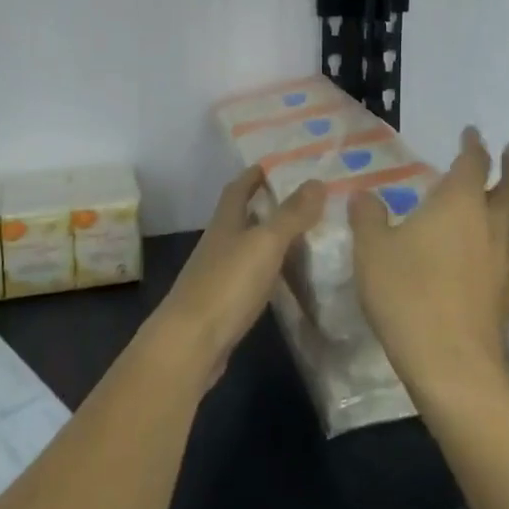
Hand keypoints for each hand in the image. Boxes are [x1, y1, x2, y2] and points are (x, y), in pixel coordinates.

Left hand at [148, 166, 323, 387]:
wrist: (191, 343)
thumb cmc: (227, 284)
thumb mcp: (265, 243)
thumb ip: (291, 214)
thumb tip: (316, 181)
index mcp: (225, 222)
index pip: (238, 188)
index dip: (254, 175)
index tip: (275, 164)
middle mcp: (219, 243)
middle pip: (241, 216)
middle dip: (265, 205)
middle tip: (301, 199)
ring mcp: (218, 275)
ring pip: (246, 247)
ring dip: (268, 239)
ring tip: (302, 235)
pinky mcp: (223, 305)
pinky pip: (248, 277)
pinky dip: (267, 271)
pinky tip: (284, 278)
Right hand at [349, 127, 508, 396]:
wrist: (448, 361)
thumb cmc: (406, 294)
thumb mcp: (371, 250)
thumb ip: (368, 217)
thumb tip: (364, 195)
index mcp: (458, 204)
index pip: (473, 163)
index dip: (474, 146)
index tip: (472, 133)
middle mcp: (490, 224)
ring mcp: (507, 261)